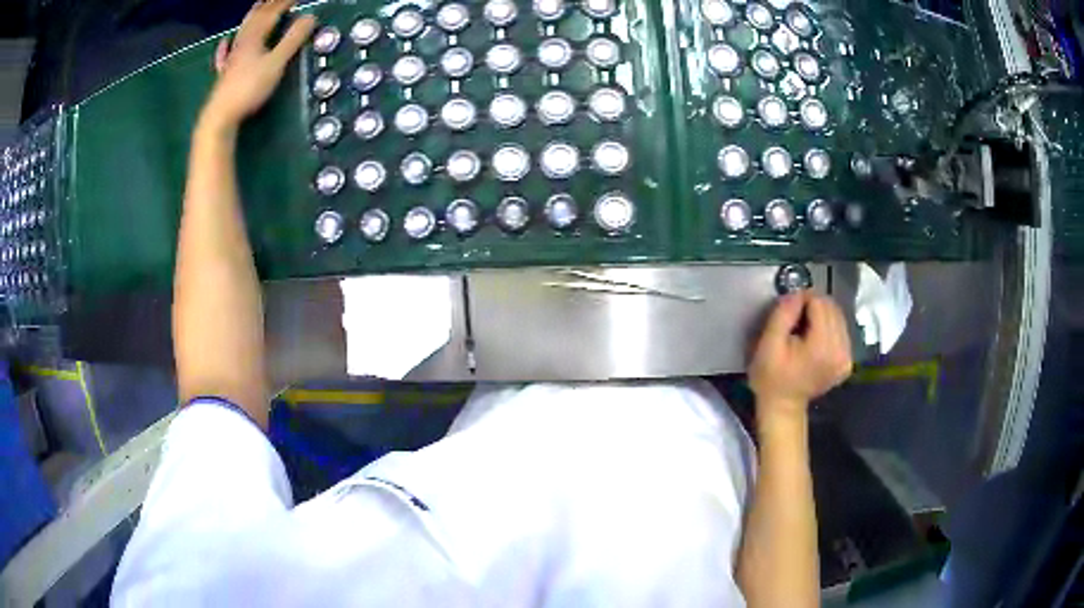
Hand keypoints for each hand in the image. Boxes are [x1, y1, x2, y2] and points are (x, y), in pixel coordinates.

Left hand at [202, 0, 315, 131]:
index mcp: (255, 37)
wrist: (221, 116)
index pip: (272, 12)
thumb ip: (293, 40)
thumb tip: (310, 17)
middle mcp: (241, 43)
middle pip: (256, 18)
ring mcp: (231, 58)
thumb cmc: (249, 88)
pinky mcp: (225, 73)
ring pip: (242, 30)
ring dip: (252, 17)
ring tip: (258, 6)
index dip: (285, 2)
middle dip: (269, 5)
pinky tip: (225, 41)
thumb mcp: (276, 63)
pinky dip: (225, 44)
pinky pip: (224, 54)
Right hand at [749, 291, 852, 418]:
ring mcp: (846, 358)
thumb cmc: (771, 377)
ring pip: (838, 317)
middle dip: (814, 306)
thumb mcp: (767, 344)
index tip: (788, 310)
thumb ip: (782, 315)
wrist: (783, 406)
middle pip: (832, 308)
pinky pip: (841, 331)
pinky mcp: (847, 362)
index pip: (819, 304)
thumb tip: (797, 294)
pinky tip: (815, 340)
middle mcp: (840, 350)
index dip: (803, 300)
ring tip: (805, 329)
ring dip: (822, 316)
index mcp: (822, 347)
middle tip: (796, 319)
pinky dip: (829, 328)